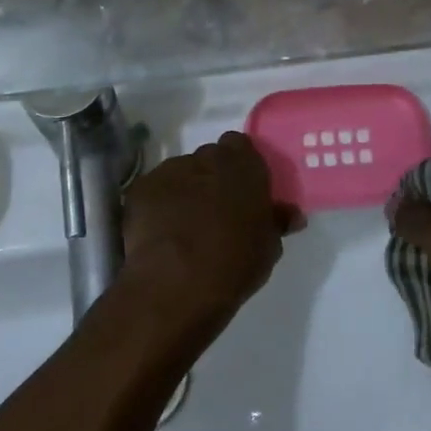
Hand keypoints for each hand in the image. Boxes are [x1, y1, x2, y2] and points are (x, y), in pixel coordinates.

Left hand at [117, 131, 301, 345]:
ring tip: (184, 226)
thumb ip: (276, 221)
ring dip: (185, 191)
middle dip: (213, 177)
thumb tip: (290, 214)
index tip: (244, 190)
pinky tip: (161, 233)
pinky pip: (154, 191)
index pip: (241, 145)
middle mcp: (206, 158)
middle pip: (210, 158)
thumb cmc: (234, 263)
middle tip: (217, 210)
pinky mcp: (141, 189)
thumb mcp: (268, 247)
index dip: (241, 166)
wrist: (176, 285)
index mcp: (243, 165)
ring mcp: (170, 171)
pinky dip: (158, 205)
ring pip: (181, 173)